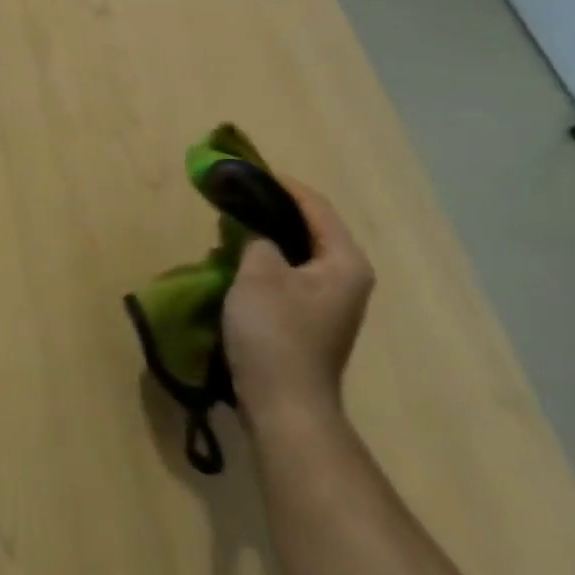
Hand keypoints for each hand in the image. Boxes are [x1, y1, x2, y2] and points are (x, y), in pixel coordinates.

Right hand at [222, 179, 373, 426]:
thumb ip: (258, 240)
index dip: (283, 185)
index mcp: (344, 262)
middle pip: (309, 230)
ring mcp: (329, 303)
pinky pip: (287, 277)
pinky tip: (235, 266)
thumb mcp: (259, 275)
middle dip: (271, 212)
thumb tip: (256, 231)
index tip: (248, 171)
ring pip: (296, 255)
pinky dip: (264, 264)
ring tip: (228, 229)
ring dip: (264, 239)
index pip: (316, 208)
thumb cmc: (275, 333)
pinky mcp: (309, 322)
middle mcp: (346, 279)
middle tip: (234, 200)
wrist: (284, 403)